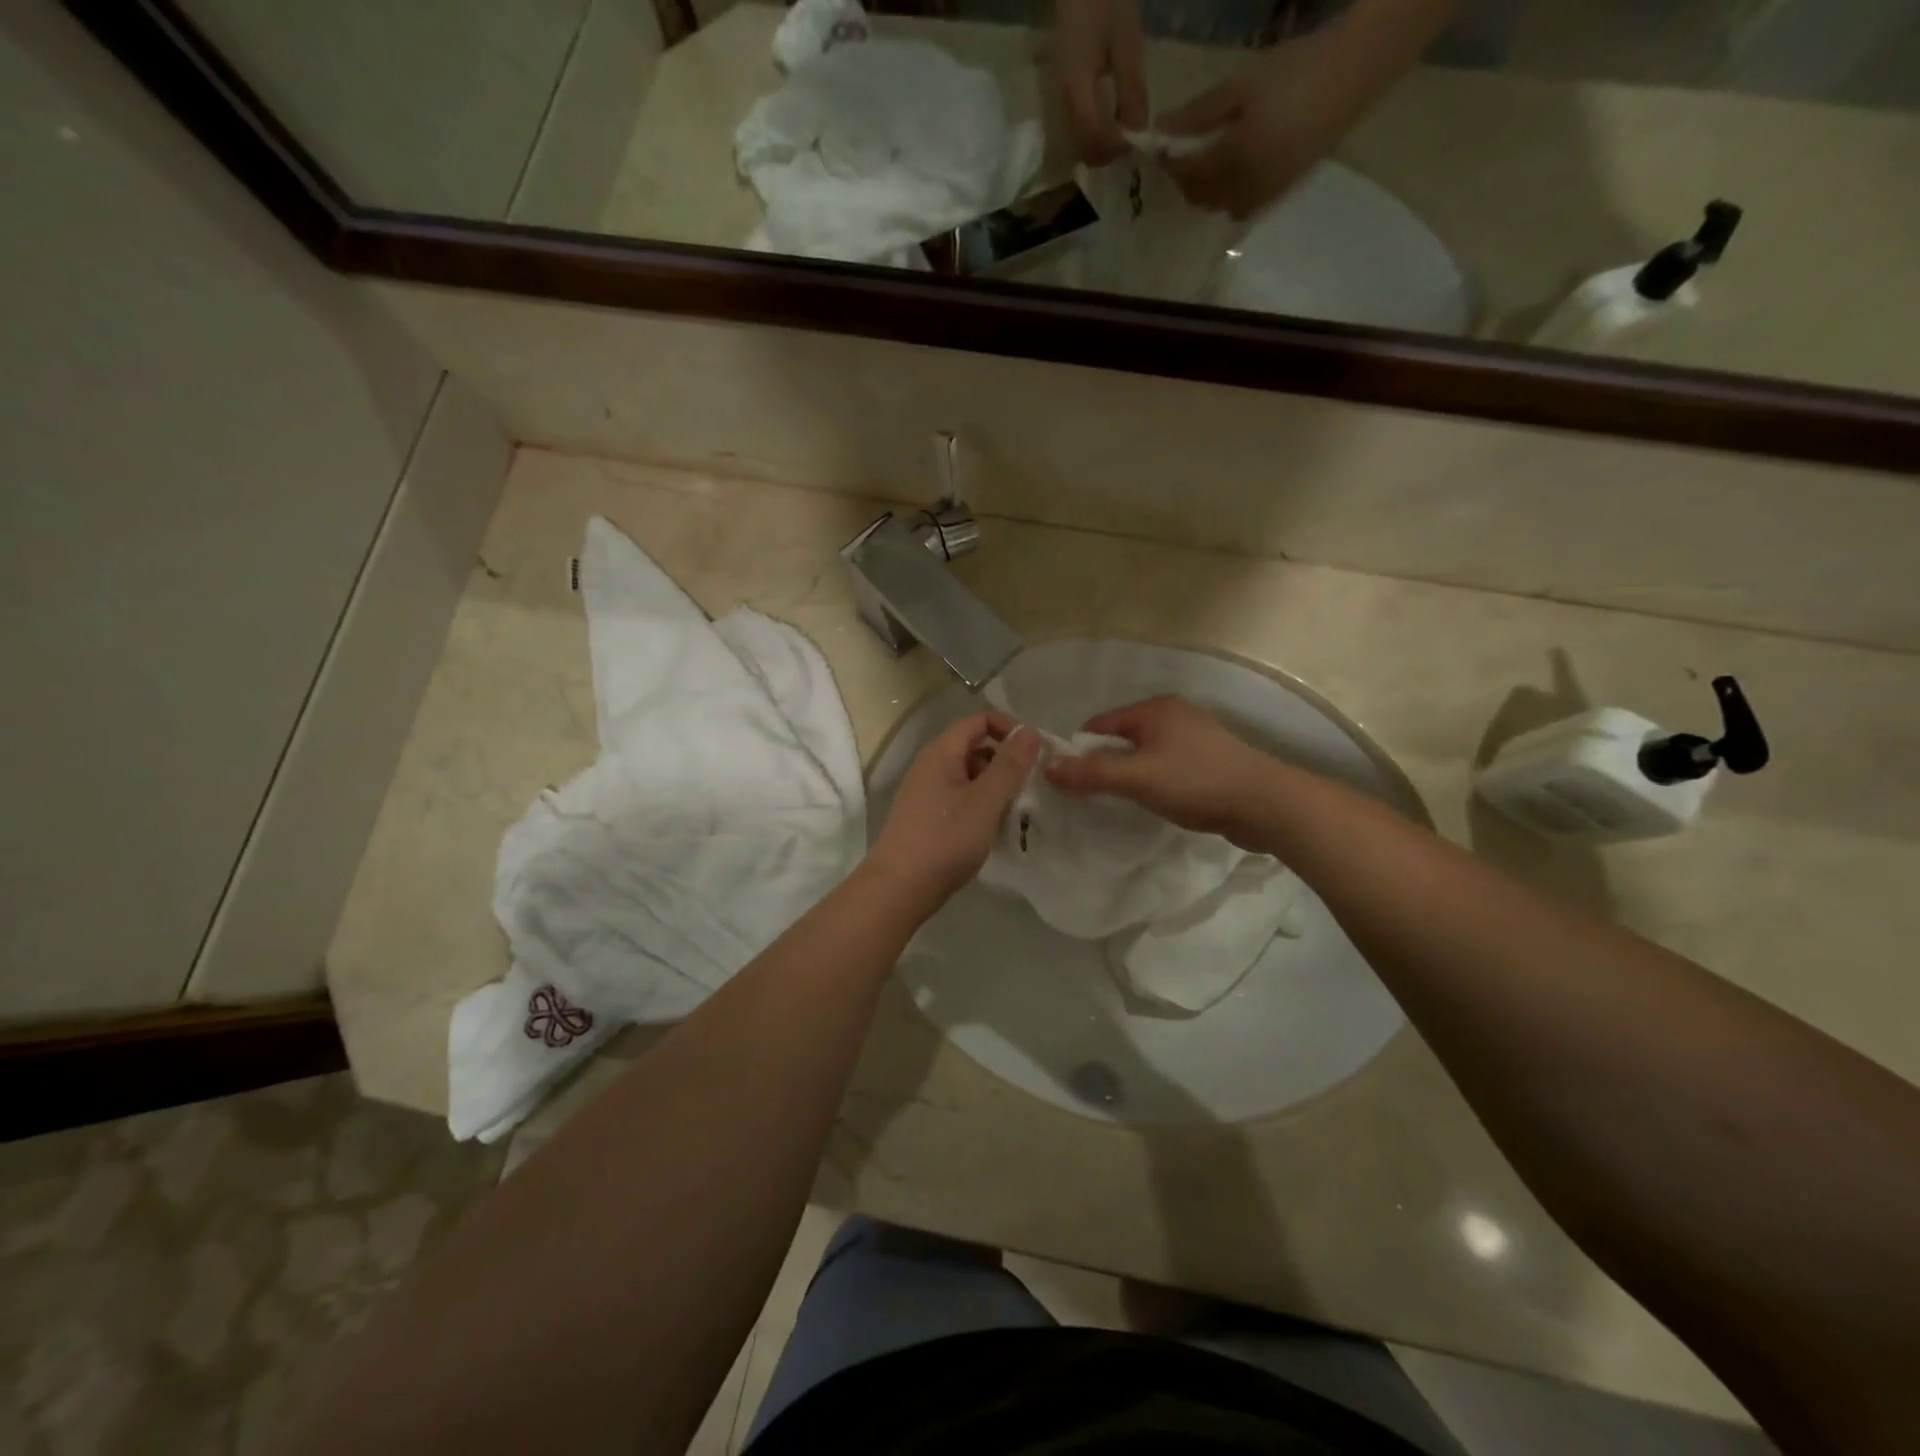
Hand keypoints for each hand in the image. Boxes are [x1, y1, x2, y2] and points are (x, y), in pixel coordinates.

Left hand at [867, 712, 1040, 914]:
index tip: (1034, 754)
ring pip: (969, 776)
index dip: (1009, 729)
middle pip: (975, 747)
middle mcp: (930, 765)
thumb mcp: (985, 800)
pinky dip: (981, 805)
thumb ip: (1010, 765)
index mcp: (941, 752)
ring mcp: (926, 792)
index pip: (979, 720)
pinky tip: (993, 829)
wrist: (899, 888)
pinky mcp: (927, 816)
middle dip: (1005, 762)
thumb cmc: (945, 839)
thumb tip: (1029, 732)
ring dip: (995, 787)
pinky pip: (960, 798)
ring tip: (1016, 812)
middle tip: (1029, 788)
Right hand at [1044, 696, 1276, 845]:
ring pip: (1146, 752)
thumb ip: (1091, 774)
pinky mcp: (1211, 758)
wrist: (1265, 803)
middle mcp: (1174, 713)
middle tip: (1091, 794)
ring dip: (1131, 772)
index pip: (1100, 724)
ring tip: (1123, 800)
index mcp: (1154, 709)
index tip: (1068, 780)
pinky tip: (1157, 800)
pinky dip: (1155, 779)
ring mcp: (1196, 736)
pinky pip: (1168, 764)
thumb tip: (1048, 768)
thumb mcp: (1136, 778)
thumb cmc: (1195, 782)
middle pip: (1123, 737)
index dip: (1080, 750)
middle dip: (1105, 762)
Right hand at [1053, 0, 1148, 165]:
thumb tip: (1138, 131)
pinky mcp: (1063, 91)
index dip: (1112, 147)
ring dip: (1099, 146)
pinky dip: (1094, 132)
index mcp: (1076, 86)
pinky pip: (1077, 124)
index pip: (1091, 135)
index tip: (1133, 145)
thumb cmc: (1105, 2)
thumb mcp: (1126, 42)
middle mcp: (1063, 99)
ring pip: (1077, 138)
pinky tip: (1111, 122)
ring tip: (1122, 136)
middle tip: (1128, 146)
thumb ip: (1132, 88)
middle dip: (1105, 153)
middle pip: (1080, 144)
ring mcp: (1060, 96)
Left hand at [1156, 35, 1358, 218]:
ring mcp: (1264, 195)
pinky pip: (1242, 208)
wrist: (1353, 73)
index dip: (1170, 163)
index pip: (1188, 174)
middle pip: (1201, 198)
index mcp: (1234, 160)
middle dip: (1186, 180)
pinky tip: (1234, 172)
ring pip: (1220, 208)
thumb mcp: (1241, 86)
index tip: (1162, 146)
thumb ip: (1199, 114)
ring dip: (1207, 192)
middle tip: (1185, 153)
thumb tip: (1160, 131)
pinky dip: (1229, 197)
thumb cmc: (1295, 71)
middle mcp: (1246, 188)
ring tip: (1210, 161)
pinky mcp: (1280, 194)